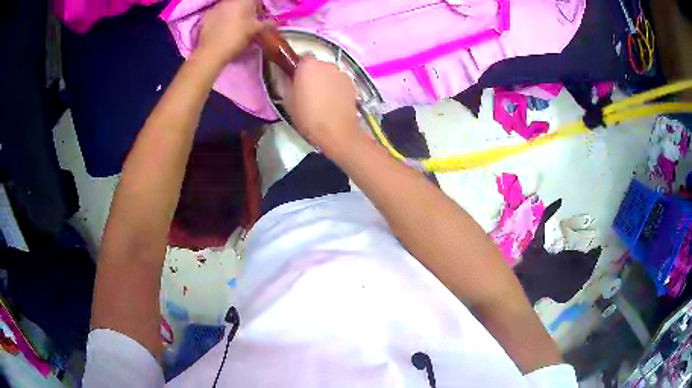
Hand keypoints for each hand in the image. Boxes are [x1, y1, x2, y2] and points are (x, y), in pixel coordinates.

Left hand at [197, 0, 264, 64]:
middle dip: (245, 10)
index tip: (259, 17)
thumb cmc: (237, 38)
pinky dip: (221, 19)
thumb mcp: (256, 31)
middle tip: (247, 23)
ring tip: (233, 27)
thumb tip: (274, 22)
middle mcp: (230, 0)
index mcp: (244, 0)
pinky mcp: (206, 16)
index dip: (258, 8)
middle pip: (241, 2)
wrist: (212, 52)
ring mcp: (216, 7)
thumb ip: (267, 24)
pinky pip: (217, 14)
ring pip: (229, 7)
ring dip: (233, 14)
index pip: (255, 0)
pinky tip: (221, 30)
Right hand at [285, 57, 359, 151]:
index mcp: (308, 66)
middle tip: (308, 91)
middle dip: (313, 74)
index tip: (296, 81)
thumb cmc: (308, 117)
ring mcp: (342, 73)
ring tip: (323, 98)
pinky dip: (336, 87)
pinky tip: (334, 102)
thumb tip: (287, 76)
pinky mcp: (352, 83)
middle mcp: (327, 64)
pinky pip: (340, 81)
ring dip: (325, 80)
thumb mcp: (288, 101)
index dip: (299, 70)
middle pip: (317, 65)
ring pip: (330, 73)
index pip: (302, 59)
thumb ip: (286, 83)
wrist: (337, 132)